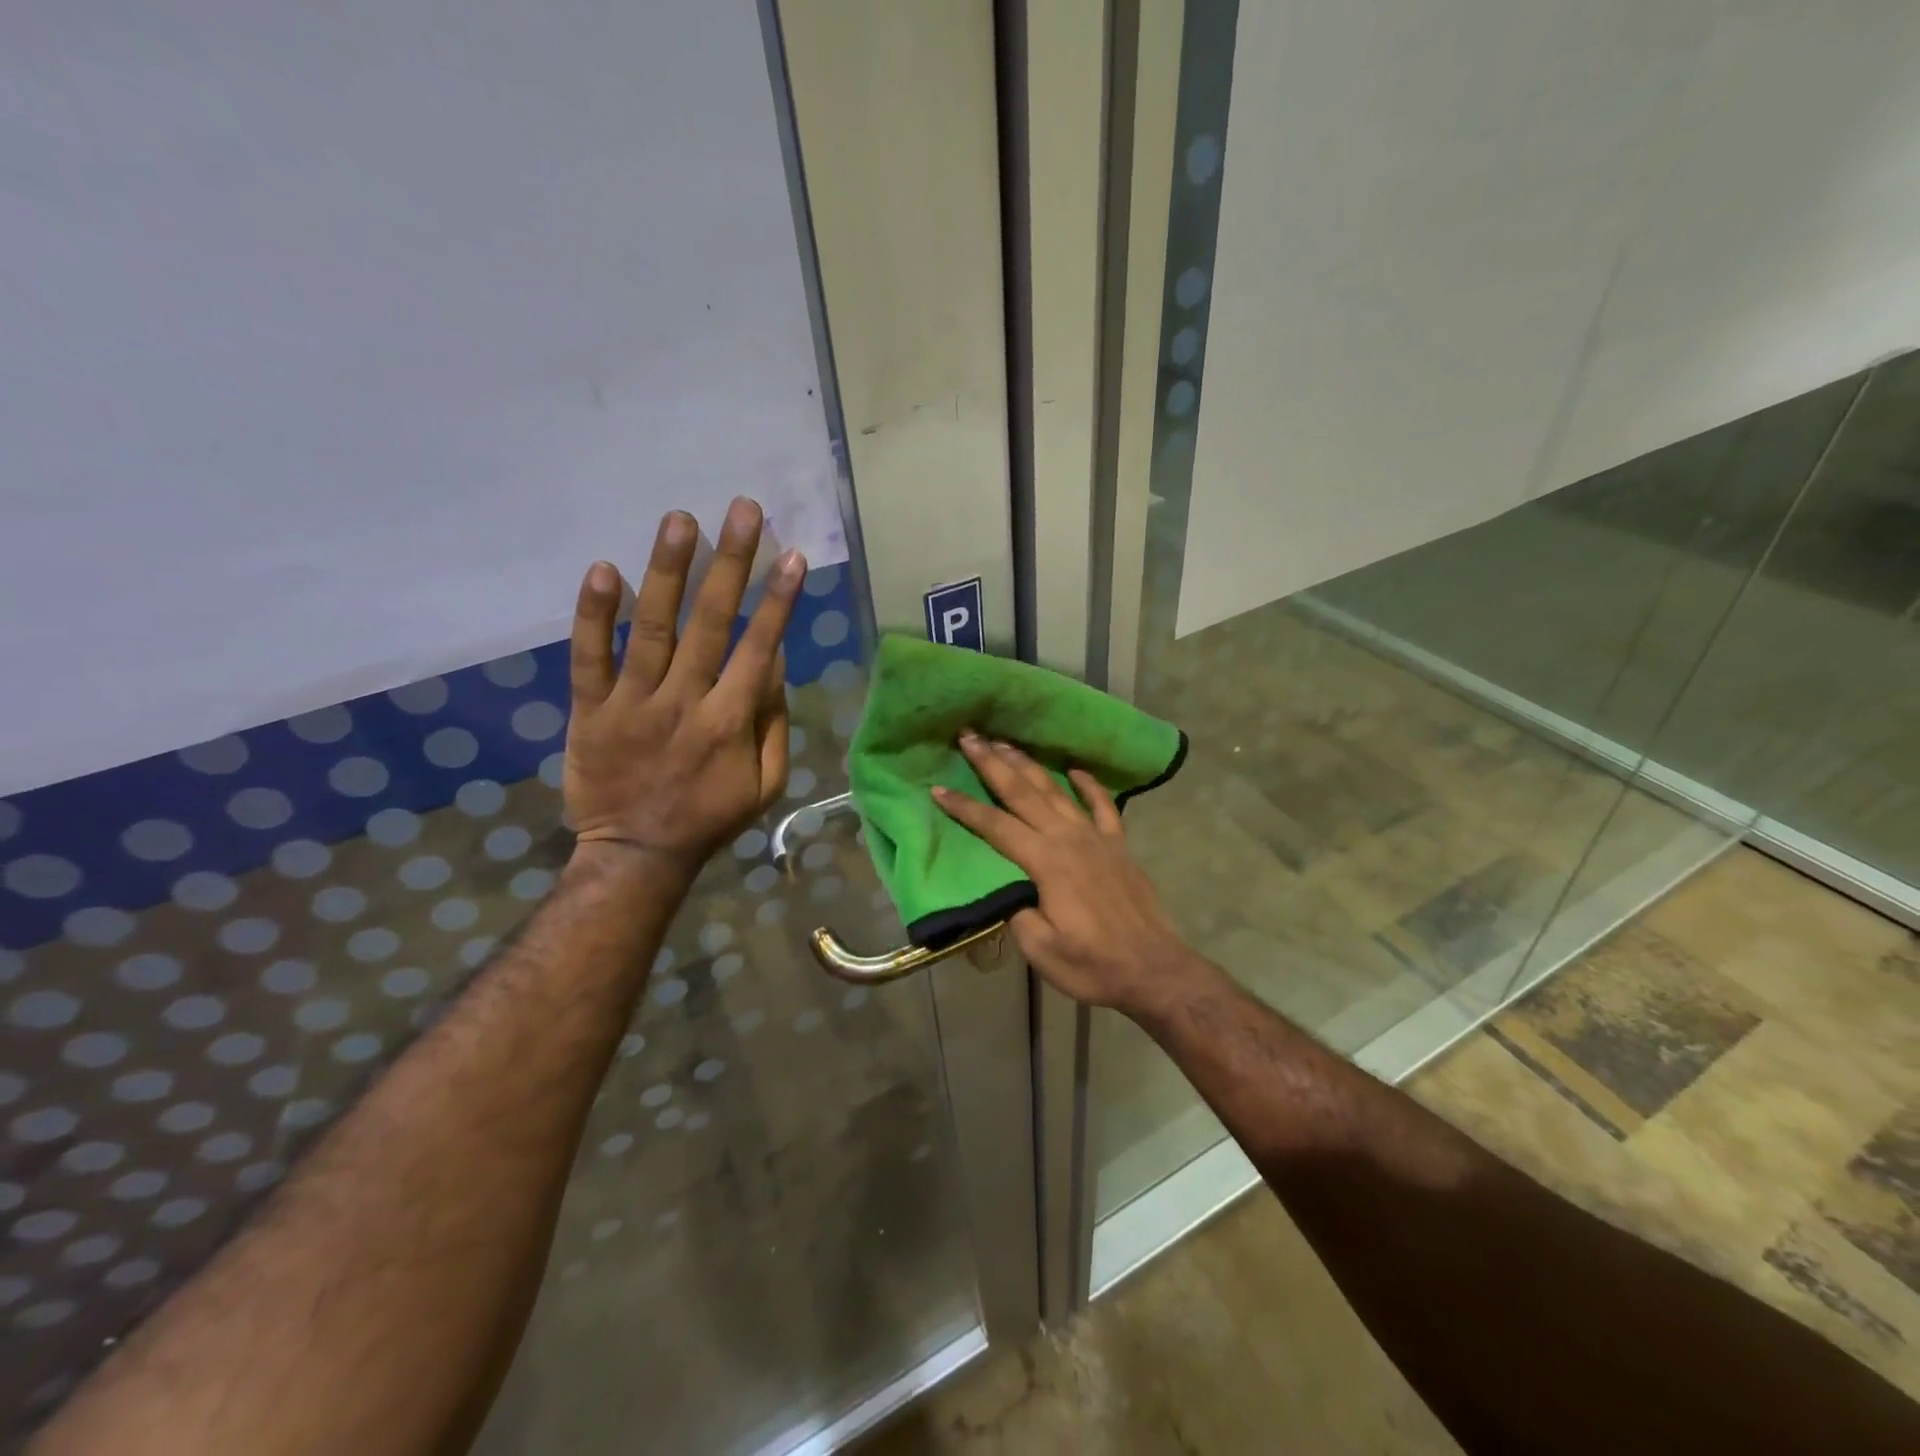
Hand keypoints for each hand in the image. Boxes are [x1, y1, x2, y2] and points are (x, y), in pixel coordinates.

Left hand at [563, 497, 804, 884]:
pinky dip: (594, 616)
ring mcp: (633, 703)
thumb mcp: (765, 783)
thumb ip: (773, 723)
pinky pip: (589, 657)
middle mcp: (684, 701)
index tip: (792, 556)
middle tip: (743, 510)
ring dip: (668, 571)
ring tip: (681, 520)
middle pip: (711, 623)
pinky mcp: (590, 709)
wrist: (636, 854)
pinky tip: (604, 570)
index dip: (778, 601)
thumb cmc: (710, 817)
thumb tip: (775, 662)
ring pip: (653, 628)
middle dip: (731, 563)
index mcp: (730, 721)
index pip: (759, 648)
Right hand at [932, 733, 1195, 1016]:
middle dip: (992, 763)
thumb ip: (1017, 913)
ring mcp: (1097, 838)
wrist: (1153, 969)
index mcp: (1045, 862)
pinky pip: (1102, 805)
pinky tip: (1076, 769)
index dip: (964, 807)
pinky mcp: (1118, 846)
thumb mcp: (1041, 949)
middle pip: (1023, 792)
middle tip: (970, 736)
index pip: (995, 826)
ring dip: (1029, 765)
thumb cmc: (1092, 964)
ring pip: (1056, 790)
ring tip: (1006, 742)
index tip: (937, 788)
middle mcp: (1069, 838)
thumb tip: (1008, 892)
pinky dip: (1088, 784)